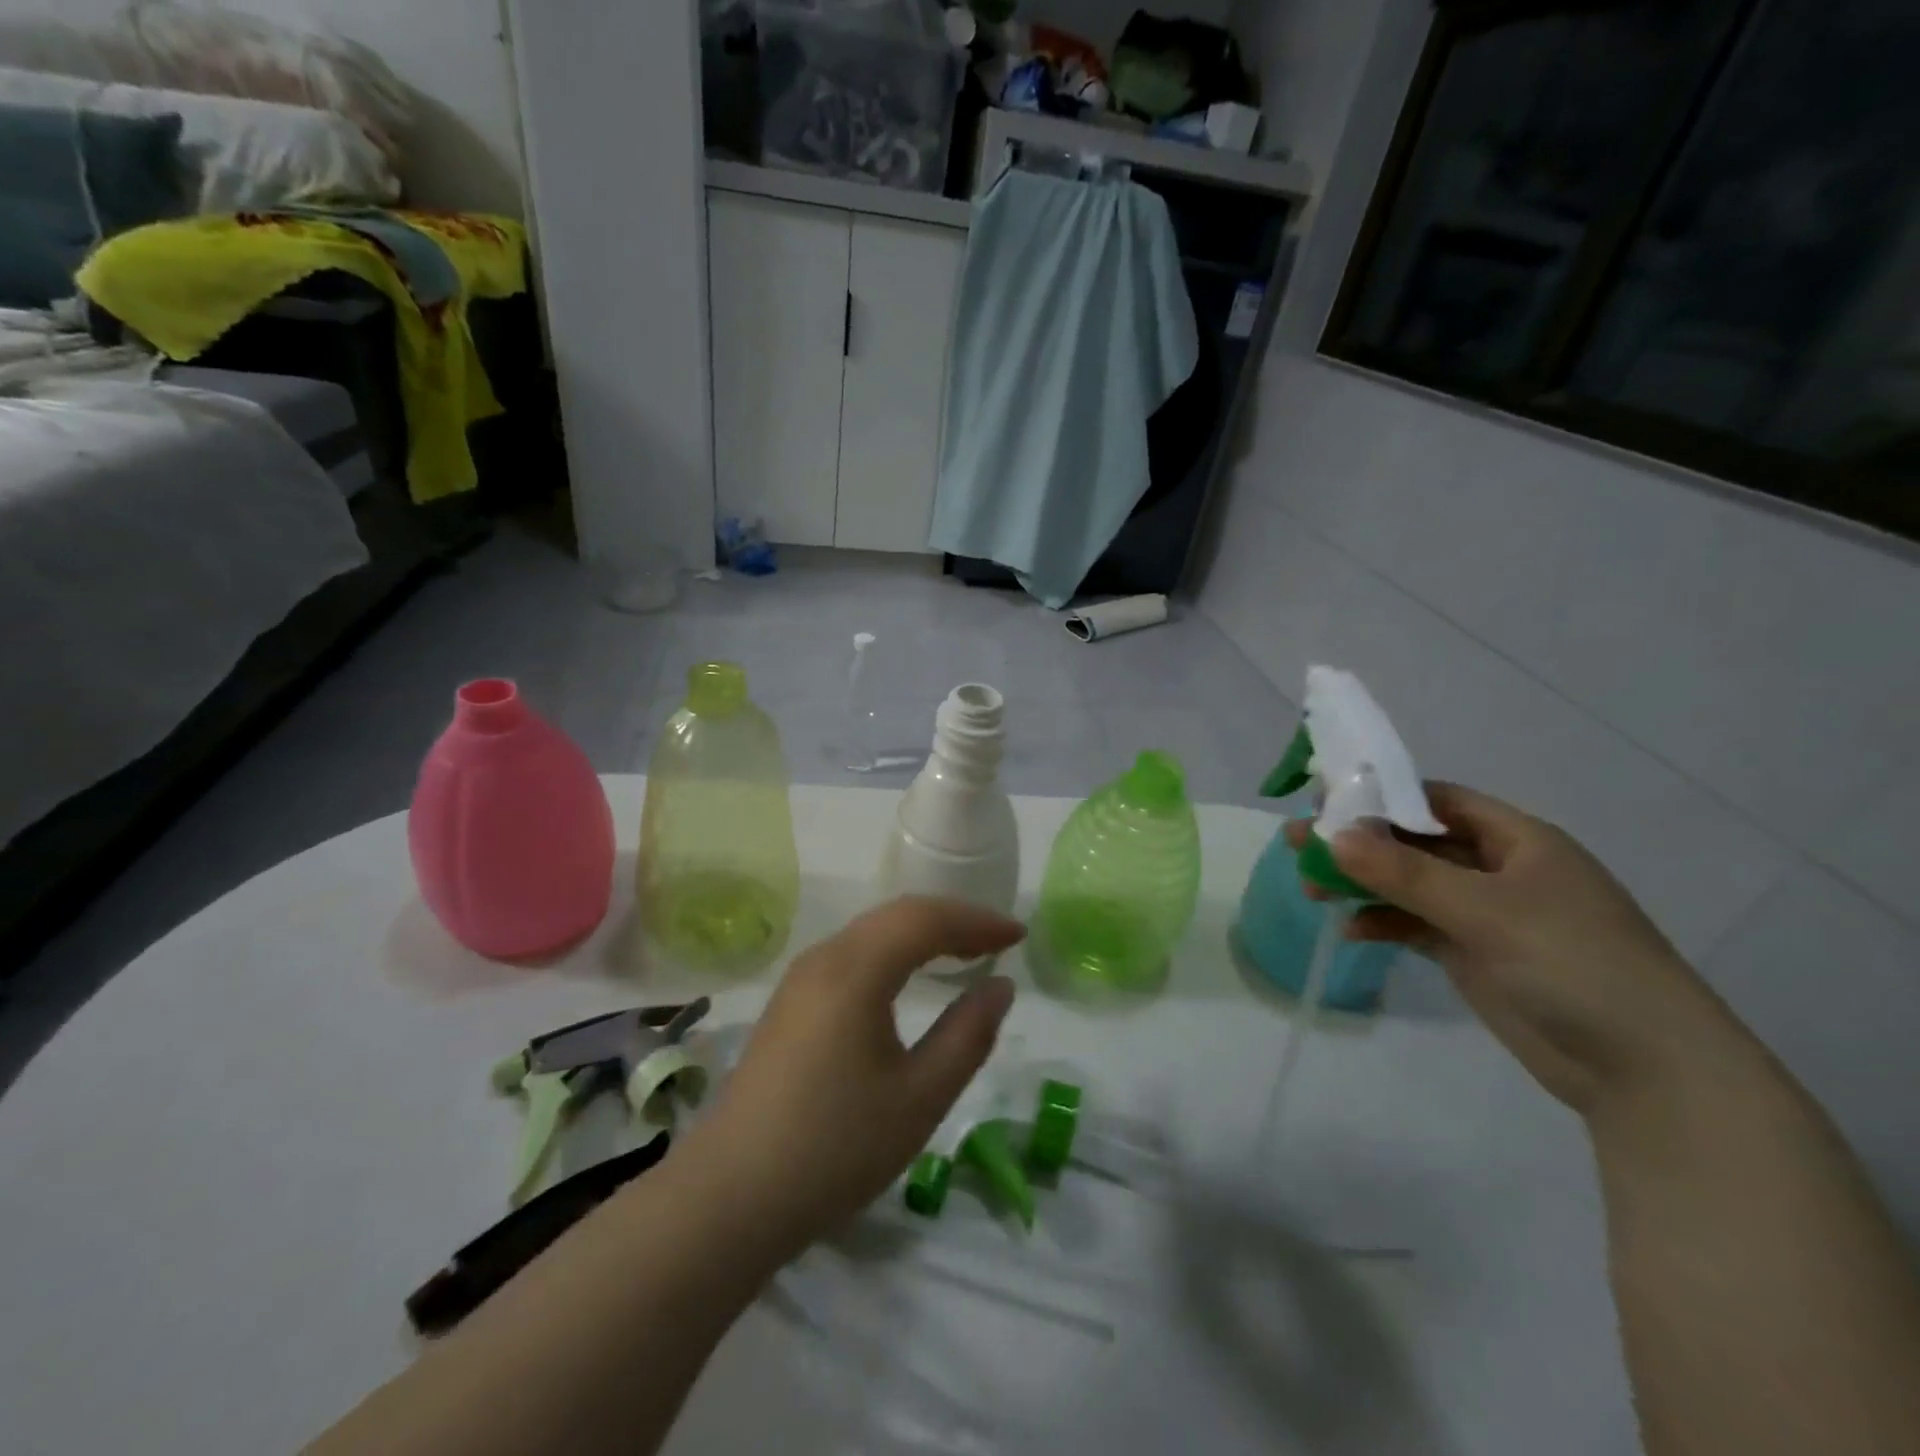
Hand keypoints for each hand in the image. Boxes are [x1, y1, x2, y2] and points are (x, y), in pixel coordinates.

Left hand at [676, 897, 1023, 1254]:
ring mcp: (800, 979)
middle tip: (998, 942)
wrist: (729, 1197)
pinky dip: (893, 952)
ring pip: (872, 932)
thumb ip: (968, 1035)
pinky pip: (852, 954)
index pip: (925, 919)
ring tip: (963, 953)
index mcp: (855, 969)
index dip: (976, 921)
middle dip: (952, 920)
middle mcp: (824, 957)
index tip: (1019, 936)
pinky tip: (908, 978)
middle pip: (897, 915)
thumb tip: (1000, 986)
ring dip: (921, 933)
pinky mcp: (789, 1003)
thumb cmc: (835, 1147)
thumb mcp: (919, 1097)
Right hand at [1289, 783, 1740, 1114]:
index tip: (1323, 800)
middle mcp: (1498, 869)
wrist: (1646, 1073)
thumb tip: (1332, 836)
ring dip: (1361, 883)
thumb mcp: (1486, 911)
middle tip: (1298, 843)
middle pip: (1413, 841)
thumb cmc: (1575, 966)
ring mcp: (1484, 914)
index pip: (1436, 800)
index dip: (1380, 796)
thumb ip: (1405, 873)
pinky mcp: (1472, 954)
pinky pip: (1413, 924)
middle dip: (1358, 842)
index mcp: (1517, 840)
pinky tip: (1350, 929)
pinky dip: (1381, 922)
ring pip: (1408, 884)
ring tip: (1310, 887)